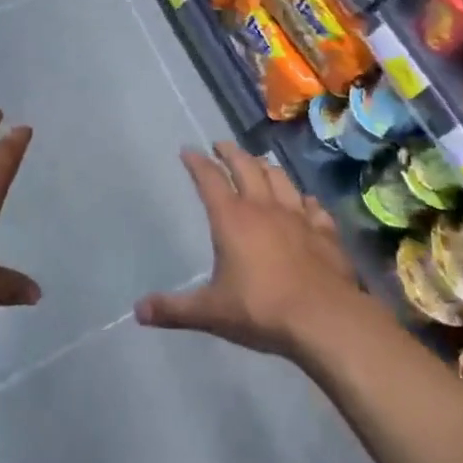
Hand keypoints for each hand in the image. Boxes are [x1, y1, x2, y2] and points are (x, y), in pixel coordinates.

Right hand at [134, 141, 368, 359]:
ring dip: (265, 167)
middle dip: (230, 153)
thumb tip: (138, 311)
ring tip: (259, 162)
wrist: (324, 317)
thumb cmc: (261, 310)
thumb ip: (175, 309)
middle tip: (221, 145)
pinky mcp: (324, 231)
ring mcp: (297, 216)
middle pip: (245, 167)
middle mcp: (263, 207)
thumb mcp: (211, 313)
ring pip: (279, 178)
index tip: (188, 150)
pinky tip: (304, 201)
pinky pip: (312, 206)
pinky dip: (304, 200)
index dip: (197, 163)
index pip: (209, 179)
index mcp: (231, 218)